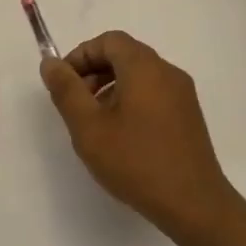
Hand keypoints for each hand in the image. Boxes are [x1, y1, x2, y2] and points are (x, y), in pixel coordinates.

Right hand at [41, 31, 237, 235]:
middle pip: (125, 55)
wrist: (194, 204)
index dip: (81, 55)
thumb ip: (66, 90)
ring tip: (95, 123)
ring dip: (110, 88)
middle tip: (75, 105)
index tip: (64, 84)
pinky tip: (121, 136)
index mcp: (145, 67)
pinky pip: (153, 94)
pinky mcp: (188, 116)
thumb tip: (50, 63)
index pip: (109, 41)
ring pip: (139, 76)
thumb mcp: (88, 127)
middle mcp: (168, 73)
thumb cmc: (136, 161)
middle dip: (93, 72)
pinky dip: (130, 101)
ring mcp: (183, 95)